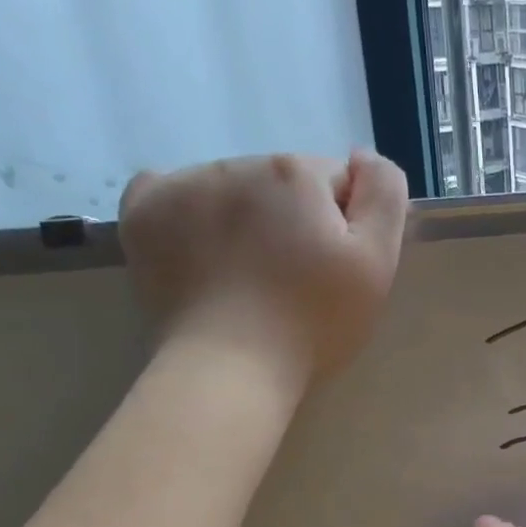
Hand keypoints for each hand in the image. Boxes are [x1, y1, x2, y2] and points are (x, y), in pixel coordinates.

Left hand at [119, 151, 407, 380]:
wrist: (230, 369)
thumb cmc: (314, 322)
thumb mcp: (377, 262)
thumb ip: (383, 194)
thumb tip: (361, 156)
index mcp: (295, 173)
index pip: (335, 181)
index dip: (343, 225)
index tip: (335, 269)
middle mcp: (235, 163)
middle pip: (281, 183)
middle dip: (292, 219)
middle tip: (294, 281)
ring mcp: (182, 186)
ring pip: (231, 189)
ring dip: (244, 219)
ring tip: (247, 278)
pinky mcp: (142, 213)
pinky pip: (170, 193)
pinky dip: (188, 215)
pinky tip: (200, 251)